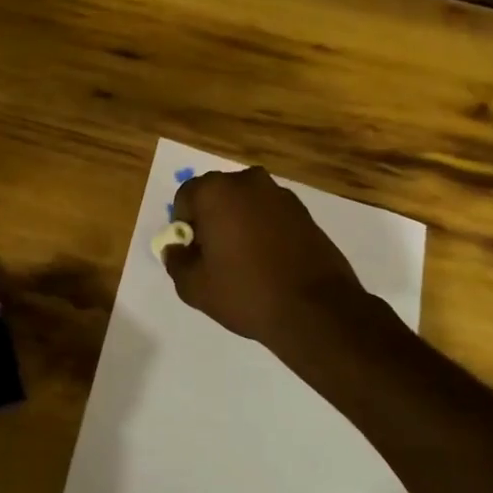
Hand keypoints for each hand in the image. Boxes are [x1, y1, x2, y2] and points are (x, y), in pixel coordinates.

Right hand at [163, 166, 374, 348]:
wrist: (316, 310)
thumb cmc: (246, 292)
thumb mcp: (194, 286)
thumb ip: (176, 261)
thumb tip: (176, 248)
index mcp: (216, 192)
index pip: (185, 198)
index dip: (183, 226)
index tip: (193, 253)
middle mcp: (248, 181)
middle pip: (216, 196)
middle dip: (211, 220)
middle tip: (215, 257)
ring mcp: (280, 194)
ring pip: (245, 204)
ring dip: (238, 223)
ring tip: (244, 261)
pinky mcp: (305, 212)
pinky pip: (270, 215)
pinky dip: (263, 230)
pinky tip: (268, 261)